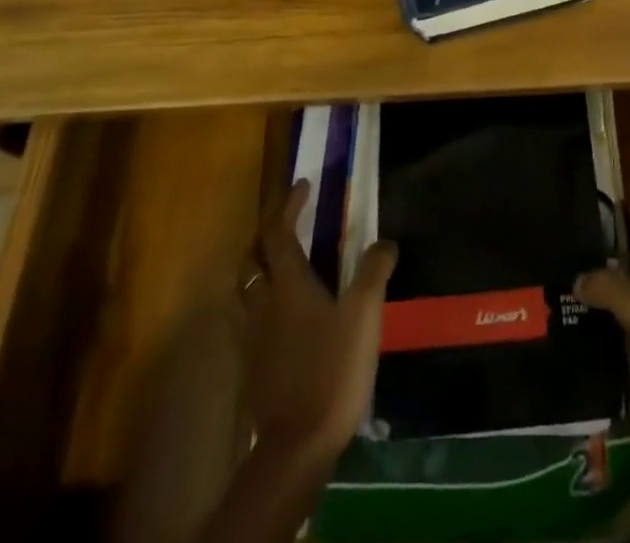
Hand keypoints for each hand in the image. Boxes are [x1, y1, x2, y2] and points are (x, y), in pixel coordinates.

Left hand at [241, 179, 397, 463]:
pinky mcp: (251, 367)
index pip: (279, 233)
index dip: (289, 206)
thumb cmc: (332, 369)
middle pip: (251, 259)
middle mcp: (263, 304)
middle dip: (264, 236)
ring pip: (244, 290)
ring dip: (257, 269)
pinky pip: (248, 321)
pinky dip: (259, 304)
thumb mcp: (364, 314)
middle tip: (285, 225)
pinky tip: (278, 316)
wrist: (297, 444)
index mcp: (288, 284)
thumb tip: (385, 242)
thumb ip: (374, 272)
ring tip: (278, 266)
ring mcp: (253, 338)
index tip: (303, 185)